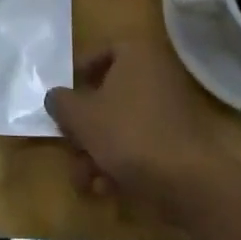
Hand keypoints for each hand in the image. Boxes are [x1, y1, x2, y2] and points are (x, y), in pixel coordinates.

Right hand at [44, 38, 228, 222]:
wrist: (185, 180)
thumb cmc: (127, 134)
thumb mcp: (82, 117)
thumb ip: (61, 102)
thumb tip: (55, 96)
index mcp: (136, 54)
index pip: (101, 52)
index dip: (78, 74)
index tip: (62, 97)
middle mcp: (155, 73)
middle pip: (108, 93)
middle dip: (85, 126)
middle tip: (69, 145)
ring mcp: (169, 107)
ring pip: (121, 122)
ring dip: (97, 150)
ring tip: (83, 178)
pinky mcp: (176, 138)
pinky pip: (139, 141)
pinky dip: (120, 161)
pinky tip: (105, 187)